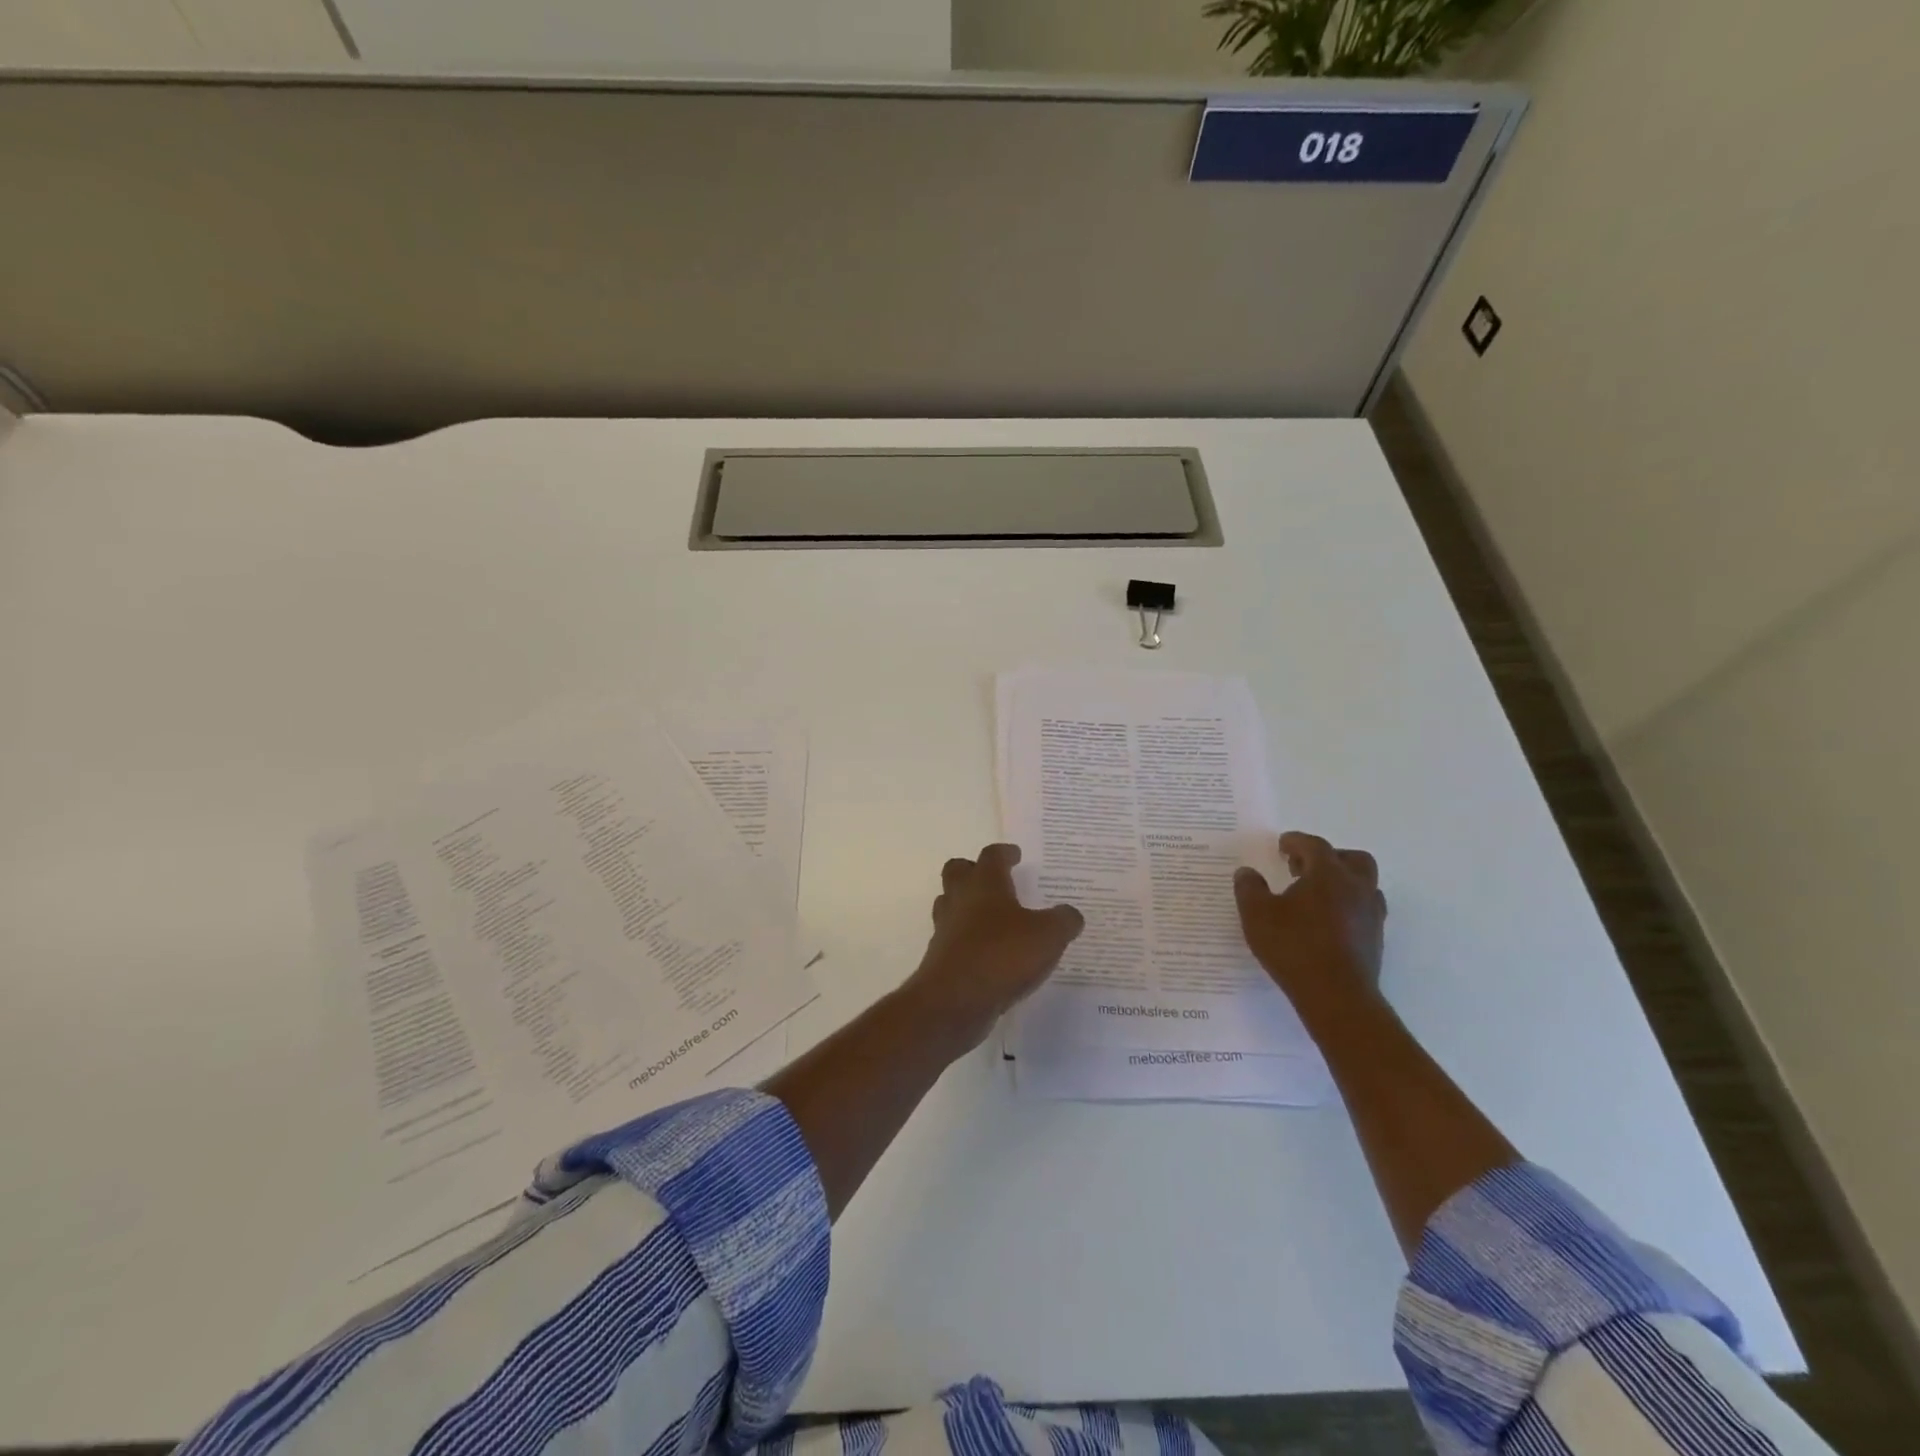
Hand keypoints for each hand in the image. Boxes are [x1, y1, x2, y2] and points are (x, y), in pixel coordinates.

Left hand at [901, 843, 1084, 1052]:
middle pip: (957, 872)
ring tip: (992, 917)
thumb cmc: (1002, 955)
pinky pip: (953, 938)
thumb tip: (1070, 913)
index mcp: (985, 885)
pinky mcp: (940, 959)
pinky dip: (968, 939)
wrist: (955, 1001)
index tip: (1015, 855)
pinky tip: (989, 954)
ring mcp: (946, 929)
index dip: (1004, 853)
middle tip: (995, 880)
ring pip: (949, 904)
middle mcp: (960, 900)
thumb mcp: (1048, 936)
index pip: (991, 856)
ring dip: (966, 905)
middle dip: (973, 870)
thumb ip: (1063, 920)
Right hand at [1234, 832, 1385, 1008]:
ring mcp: (1371, 914)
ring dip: (1342, 882)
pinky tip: (1327, 922)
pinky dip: (1348, 906)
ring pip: (1364, 885)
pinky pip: (1365, 910)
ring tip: (1316, 895)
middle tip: (1304, 867)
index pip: (1314, 846)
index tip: (1282, 845)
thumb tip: (1247, 872)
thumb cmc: (1294, 947)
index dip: (1296, 842)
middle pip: (1352, 859)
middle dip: (1329, 857)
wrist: (1336, 996)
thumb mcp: (1256, 914)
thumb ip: (1249, 888)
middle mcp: (1356, 888)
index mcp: (1328, 874)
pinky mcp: (1375, 939)